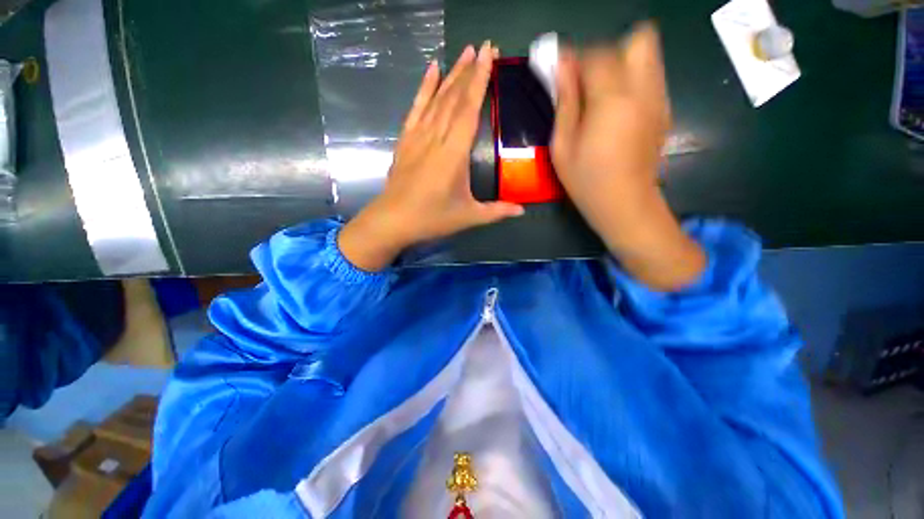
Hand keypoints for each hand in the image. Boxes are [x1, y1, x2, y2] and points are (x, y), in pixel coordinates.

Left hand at [340, 41, 524, 271]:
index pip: (469, 109)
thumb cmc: (432, 218)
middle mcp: (436, 137)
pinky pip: (416, 108)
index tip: (490, 54)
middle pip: (454, 97)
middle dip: (470, 70)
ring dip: (451, 74)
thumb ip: (496, 211)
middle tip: (483, 48)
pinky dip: (424, 88)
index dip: (480, 80)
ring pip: (437, 98)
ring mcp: (418, 136)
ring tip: (464, 53)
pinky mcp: (406, 140)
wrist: (393, 220)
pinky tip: (431, 71)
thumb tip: (522, 210)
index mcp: (454, 153)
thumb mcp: (468, 217)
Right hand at [552, 22, 705, 290]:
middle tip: (587, 82)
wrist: (625, 204)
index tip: (561, 73)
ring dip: (621, 64)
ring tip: (601, 96)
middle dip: (608, 52)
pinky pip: (651, 78)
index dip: (575, 59)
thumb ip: (564, 102)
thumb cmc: (586, 180)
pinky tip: (617, 110)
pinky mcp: (665, 110)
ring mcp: (660, 99)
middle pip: (637, 40)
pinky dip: (633, 81)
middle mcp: (643, 90)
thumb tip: (561, 66)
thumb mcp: (562, 146)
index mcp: (612, 100)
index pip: (597, 55)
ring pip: (648, 55)